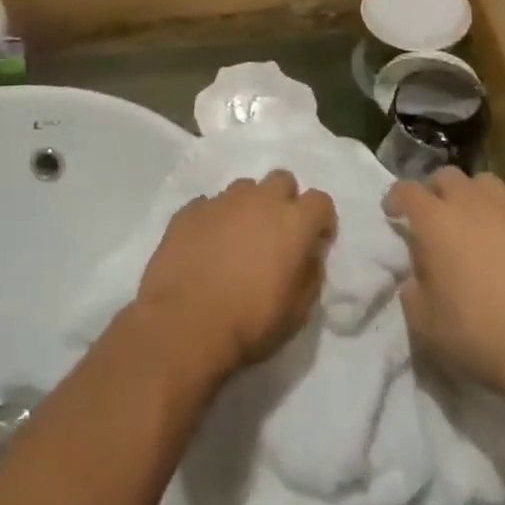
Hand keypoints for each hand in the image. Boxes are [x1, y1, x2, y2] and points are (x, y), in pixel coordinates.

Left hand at [136, 171, 336, 378]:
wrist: (184, 324)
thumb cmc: (250, 322)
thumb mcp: (298, 311)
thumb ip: (310, 273)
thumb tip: (308, 254)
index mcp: (293, 221)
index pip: (320, 201)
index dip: (320, 221)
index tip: (314, 243)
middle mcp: (259, 200)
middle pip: (282, 180)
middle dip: (285, 201)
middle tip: (276, 235)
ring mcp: (221, 201)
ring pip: (244, 189)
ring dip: (248, 207)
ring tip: (238, 240)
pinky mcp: (189, 210)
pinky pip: (210, 204)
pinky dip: (214, 219)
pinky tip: (207, 246)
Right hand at [383, 168, 504, 420]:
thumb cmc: (480, 336)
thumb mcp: (425, 322)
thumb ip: (413, 289)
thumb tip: (418, 276)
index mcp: (436, 221)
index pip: (406, 190)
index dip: (396, 198)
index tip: (393, 212)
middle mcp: (474, 203)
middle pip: (447, 177)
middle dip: (436, 192)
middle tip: (437, 219)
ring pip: (487, 186)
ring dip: (475, 199)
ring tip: (477, 226)